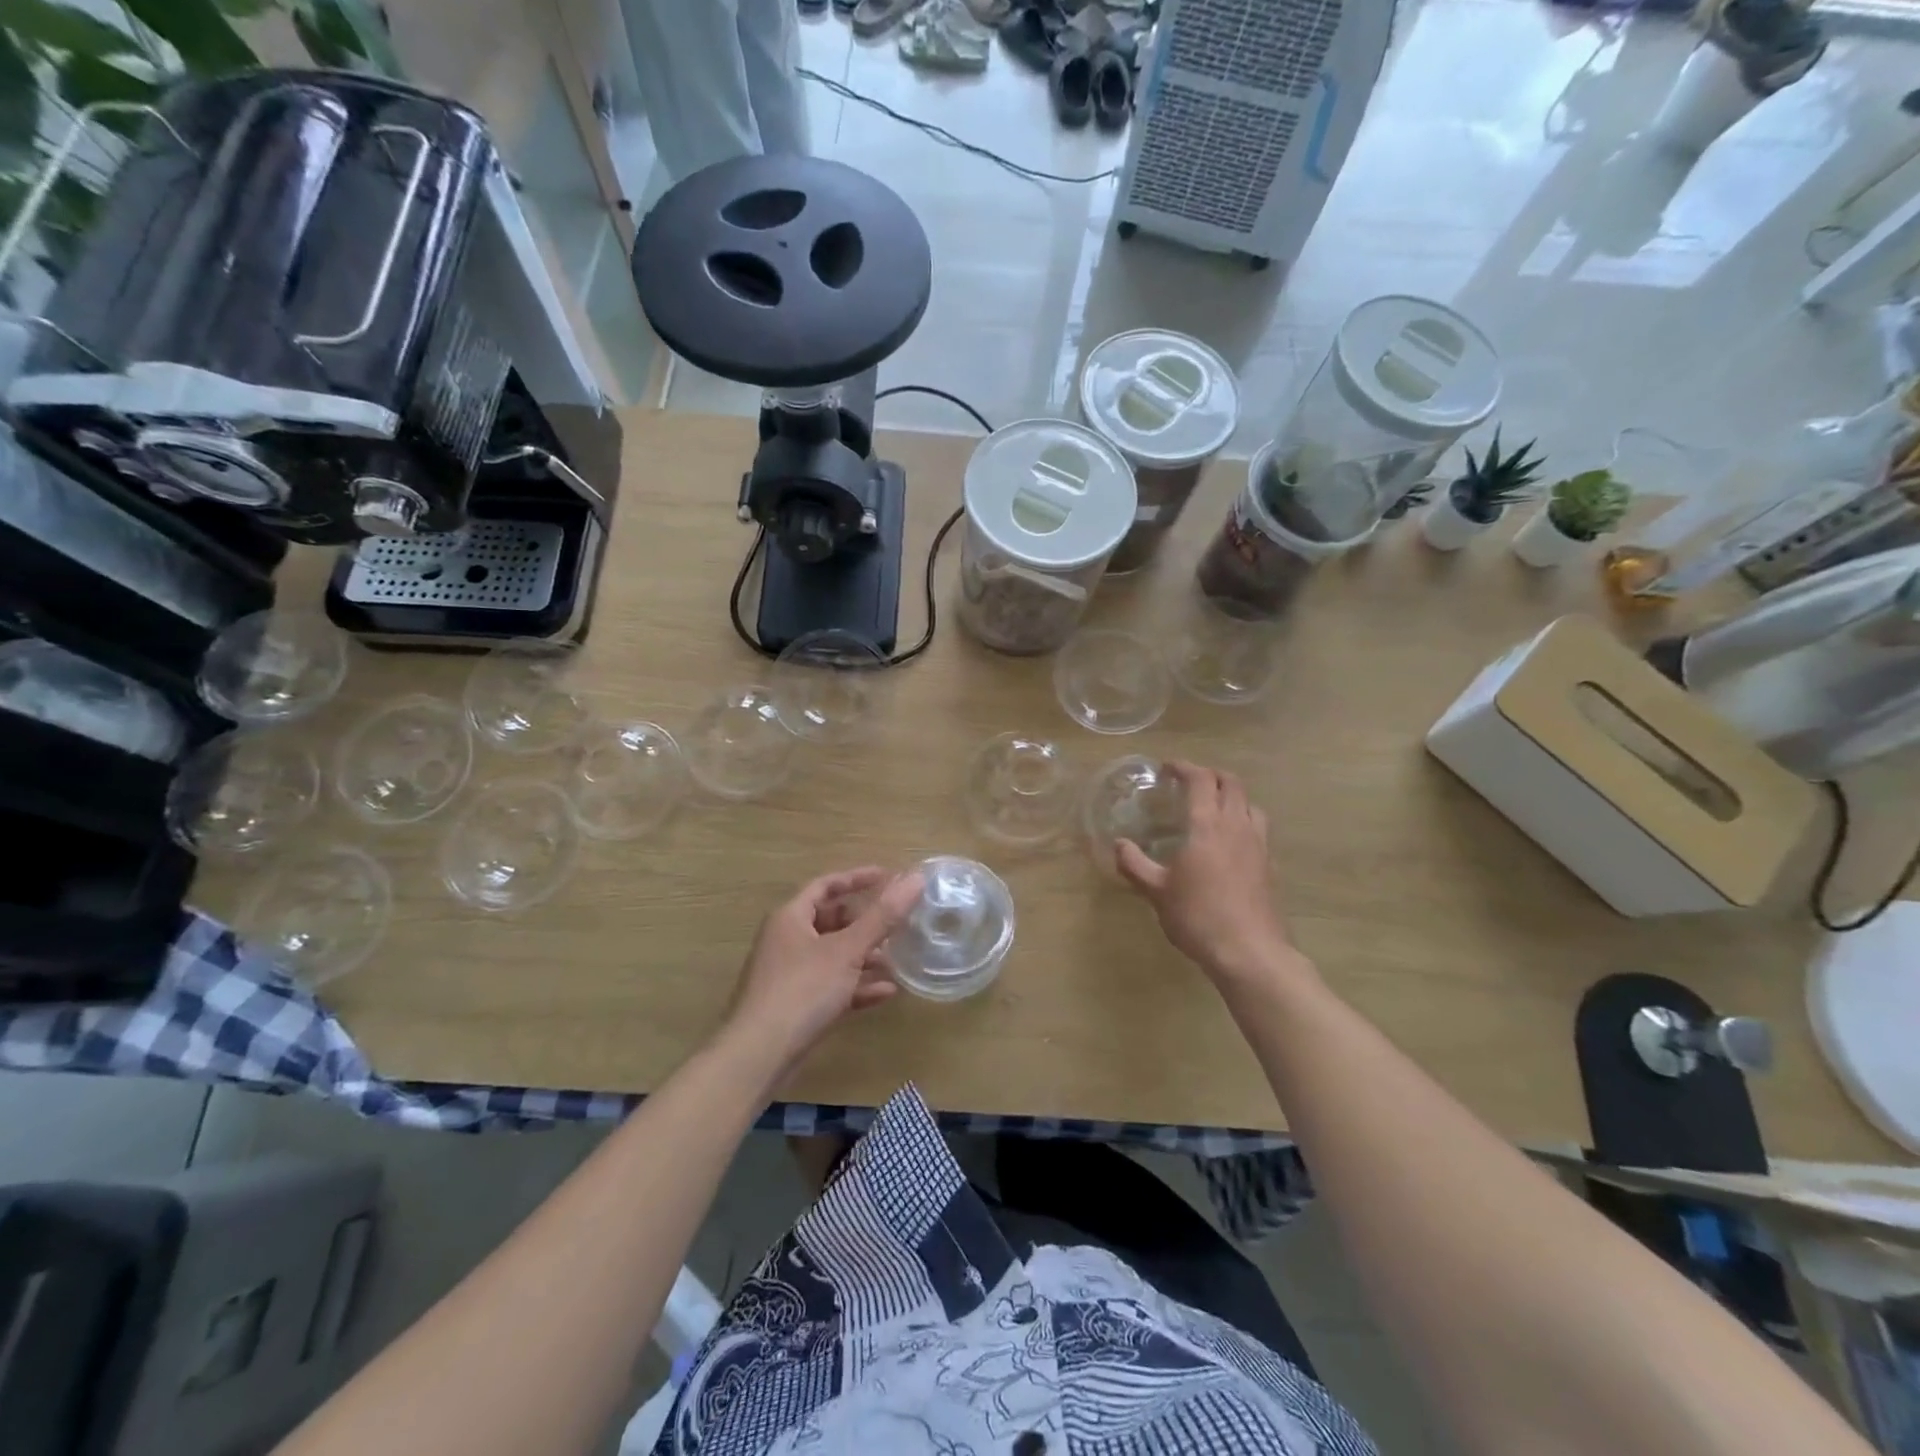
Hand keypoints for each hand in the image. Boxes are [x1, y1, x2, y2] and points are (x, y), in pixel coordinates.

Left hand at [723, 866, 923, 1076]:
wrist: (759, 1056)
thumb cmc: (802, 990)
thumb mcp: (847, 950)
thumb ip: (883, 916)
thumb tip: (916, 879)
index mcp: (791, 917)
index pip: (826, 885)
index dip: (857, 878)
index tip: (888, 876)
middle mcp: (787, 940)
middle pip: (831, 921)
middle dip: (865, 923)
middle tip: (897, 922)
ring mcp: (791, 975)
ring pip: (834, 956)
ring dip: (865, 957)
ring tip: (898, 959)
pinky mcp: (797, 1005)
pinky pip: (833, 986)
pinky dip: (857, 986)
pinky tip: (887, 992)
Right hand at [1116, 761, 1302, 987]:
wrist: (1249, 952)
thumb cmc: (1198, 916)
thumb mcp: (1156, 892)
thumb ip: (1135, 864)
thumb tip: (1119, 845)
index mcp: (1207, 825)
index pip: (1200, 780)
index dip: (1184, 767)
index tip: (1167, 768)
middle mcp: (1236, 826)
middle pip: (1231, 783)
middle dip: (1211, 775)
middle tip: (1190, 781)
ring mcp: (1258, 844)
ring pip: (1251, 804)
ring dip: (1232, 796)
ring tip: (1214, 808)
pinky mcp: (1270, 865)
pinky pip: (1259, 829)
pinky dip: (1244, 822)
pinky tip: (1232, 843)